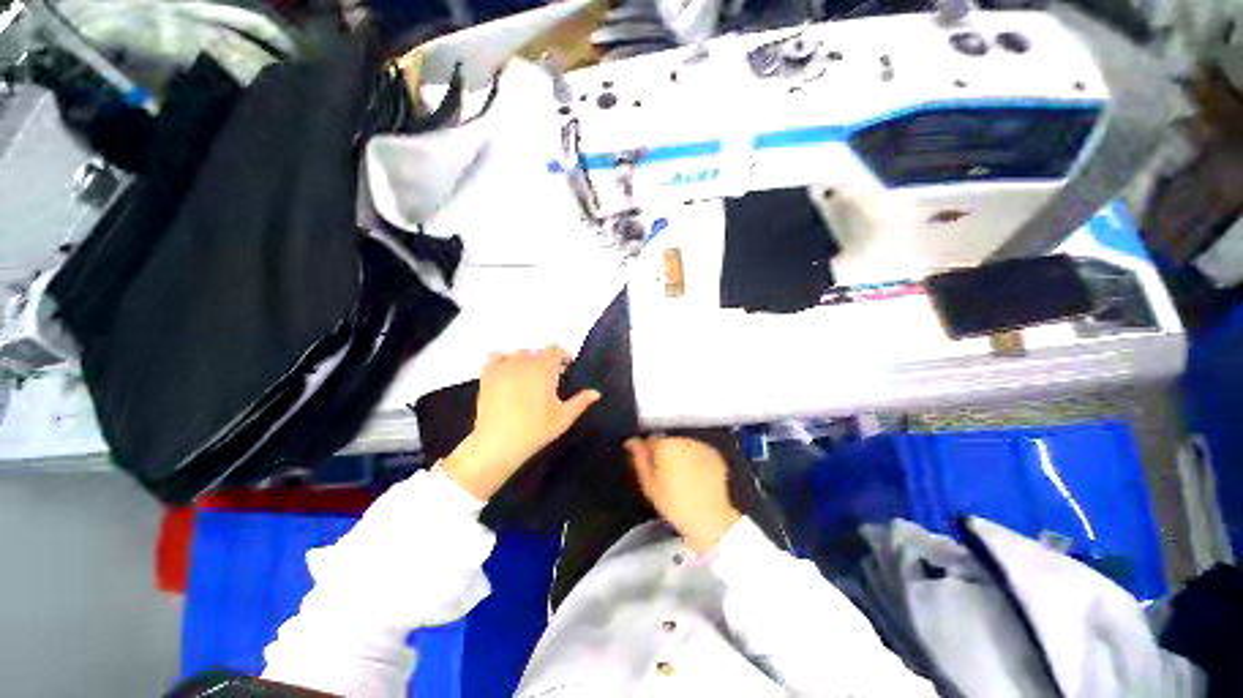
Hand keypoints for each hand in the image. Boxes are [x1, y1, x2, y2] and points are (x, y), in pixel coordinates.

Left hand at [444, 347, 600, 499]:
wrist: (498, 443)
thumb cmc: (536, 430)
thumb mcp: (563, 418)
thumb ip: (581, 402)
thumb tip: (596, 393)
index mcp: (545, 368)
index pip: (556, 350)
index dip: (563, 356)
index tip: (566, 369)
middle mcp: (525, 361)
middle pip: (538, 352)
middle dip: (546, 361)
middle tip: (549, 379)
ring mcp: (504, 366)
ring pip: (519, 354)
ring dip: (527, 360)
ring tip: (529, 377)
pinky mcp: (487, 374)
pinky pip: (496, 356)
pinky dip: (504, 359)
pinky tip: (508, 372)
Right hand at [626, 436, 741, 552]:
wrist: (708, 517)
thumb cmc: (674, 503)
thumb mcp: (648, 484)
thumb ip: (638, 458)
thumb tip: (631, 442)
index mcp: (665, 445)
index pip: (651, 439)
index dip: (649, 453)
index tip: (651, 468)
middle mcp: (684, 440)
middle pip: (669, 442)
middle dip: (666, 454)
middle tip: (666, 477)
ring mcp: (701, 446)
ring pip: (684, 447)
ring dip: (681, 457)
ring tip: (683, 480)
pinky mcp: (714, 455)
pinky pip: (699, 453)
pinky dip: (696, 461)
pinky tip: (695, 479)